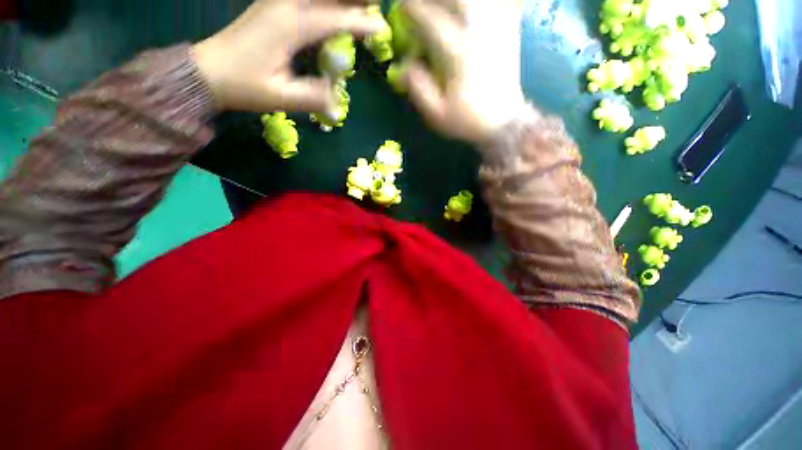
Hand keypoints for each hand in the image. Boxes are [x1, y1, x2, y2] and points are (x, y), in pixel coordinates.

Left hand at [193, 0, 382, 113]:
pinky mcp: (274, 8)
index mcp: (288, 26)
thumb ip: (312, 99)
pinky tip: (333, 8)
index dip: (359, 23)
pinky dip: (324, 2)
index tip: (382, 27)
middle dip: (353, 1)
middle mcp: (284, 6)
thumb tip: (339, 105)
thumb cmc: (243, 85)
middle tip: (374, 7)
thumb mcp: (280, 98)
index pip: (333, 18)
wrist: (209, 72)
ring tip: (359, 6)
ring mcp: (277, 3)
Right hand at [400, 0, 527, 143]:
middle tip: (424, 5)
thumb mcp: (437, 114)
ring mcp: (496, 28)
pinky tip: (470, 9)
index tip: (402, 8)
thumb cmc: (467, 120)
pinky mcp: (508, 30)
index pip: (430, 18)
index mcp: (457, 52)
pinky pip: (498, 3)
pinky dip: (483, 3)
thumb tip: (404, 65)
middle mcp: (477, 32)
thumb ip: (418, 88)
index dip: (412, 9)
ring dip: (456, 0)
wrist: (502, 123)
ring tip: (443, 6)